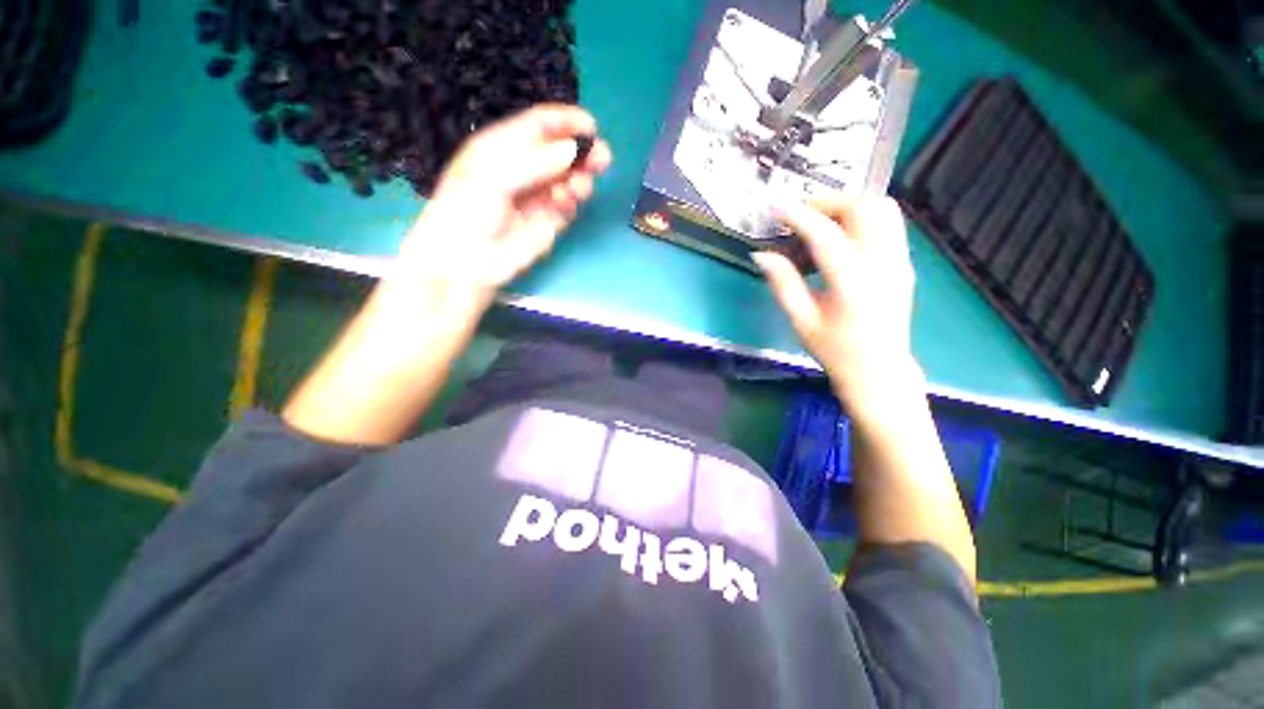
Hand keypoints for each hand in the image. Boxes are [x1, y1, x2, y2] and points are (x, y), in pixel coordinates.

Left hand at [394, 104, 611, 308]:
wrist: (467, 261)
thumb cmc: (467, 211)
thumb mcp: (494, 177)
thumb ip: (535, 162)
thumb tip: (573, 151)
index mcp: (503, 148)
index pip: (539, 126)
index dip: (565, 122)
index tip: (591, 127)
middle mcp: (524, 169)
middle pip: (560, 153)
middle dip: (582, 153)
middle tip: (602, 158)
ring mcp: (538, 197)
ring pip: (568, 180)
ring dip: (580, 179)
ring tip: (581, 186)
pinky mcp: (548, 222)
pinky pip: (567, 206)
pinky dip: (572, 201)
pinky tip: (566, 202)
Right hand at [753, 197, 919, 409]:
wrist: (880, 370)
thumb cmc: (835, 350)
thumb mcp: (801, 321)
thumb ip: (782, 283)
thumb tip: (762, 254)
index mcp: (853, 285)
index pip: (826, 236)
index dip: (799, 216)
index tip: (775, 205)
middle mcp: (884, 265)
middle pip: (864, 209)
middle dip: (827, 204)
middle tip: (799, 219)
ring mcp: (900, 261)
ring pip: (882, 209)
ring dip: (847, 208)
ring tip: (819, 226)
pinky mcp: (904, 262)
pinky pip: (887, 223)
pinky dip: (861, 219)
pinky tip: (839, 240)